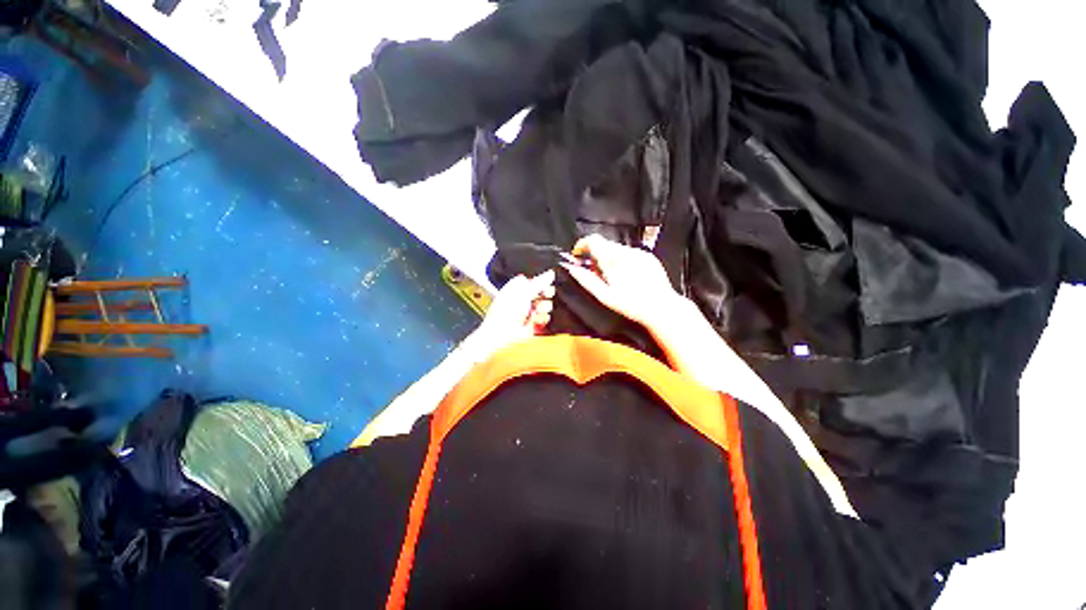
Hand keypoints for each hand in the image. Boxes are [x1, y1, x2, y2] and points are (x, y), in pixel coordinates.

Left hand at [466, 270, 555, 360]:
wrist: (501, 337)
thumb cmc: (505, 313)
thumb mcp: (523, 293)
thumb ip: (538, 282)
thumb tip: (550, 273)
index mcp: (516, 289)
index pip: (532, 280)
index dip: (540, 281)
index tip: (545, 283)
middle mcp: (522, 300)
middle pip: (541, 292)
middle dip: (544, 295)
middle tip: (543, 296)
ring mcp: (528, 313)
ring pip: (545, 306)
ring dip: (543, 308)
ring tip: (535, 312)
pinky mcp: (533, 325)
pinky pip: (545, 319)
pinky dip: (542, 320)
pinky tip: (535, 321)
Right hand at [559, 234, 683, 330]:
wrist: (661, 307)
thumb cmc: (633, 305)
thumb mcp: (603, 295)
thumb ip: (585, 279)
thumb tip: (572, 269)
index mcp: (613, 260)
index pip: (592, 240)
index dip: (581, 245)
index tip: (578, 254)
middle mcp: (626, 252)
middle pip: (604, 245)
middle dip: (596, 256)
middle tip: (596, 273)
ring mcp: (639, 253)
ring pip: (617, 249)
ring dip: (610, 259)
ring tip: (614, 278)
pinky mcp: (648, 257)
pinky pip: (630, 254)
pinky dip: (623, 262)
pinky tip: (628, 277)